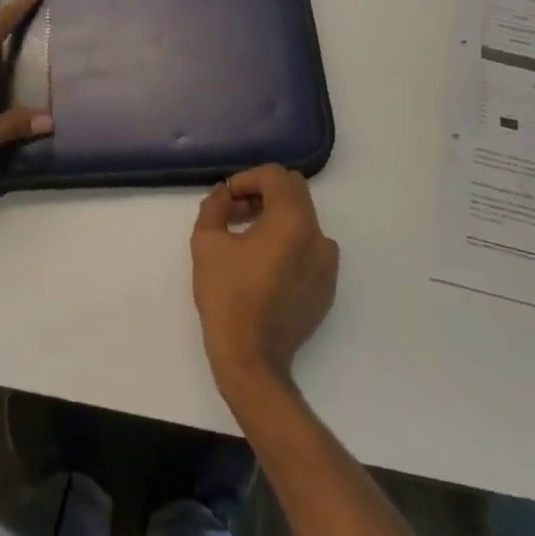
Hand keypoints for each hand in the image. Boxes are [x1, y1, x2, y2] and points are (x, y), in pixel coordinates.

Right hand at [191, 165, 339, 401]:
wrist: (252, 359)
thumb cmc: (227, 297)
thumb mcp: (206, 243)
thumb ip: (215, 206)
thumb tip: (225, 193)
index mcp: (292, 222)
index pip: (275, 176)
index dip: (247, 178)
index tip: (227, 198)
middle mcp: (318, 236)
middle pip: (294, 191)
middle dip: (263, 193)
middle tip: (236, 212)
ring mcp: (328, 263)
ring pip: (303, 218)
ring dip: (276, 216)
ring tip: (247, 238)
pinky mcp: (327, 285)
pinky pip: (310, 247)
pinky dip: (289, 242)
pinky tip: (264, 265)